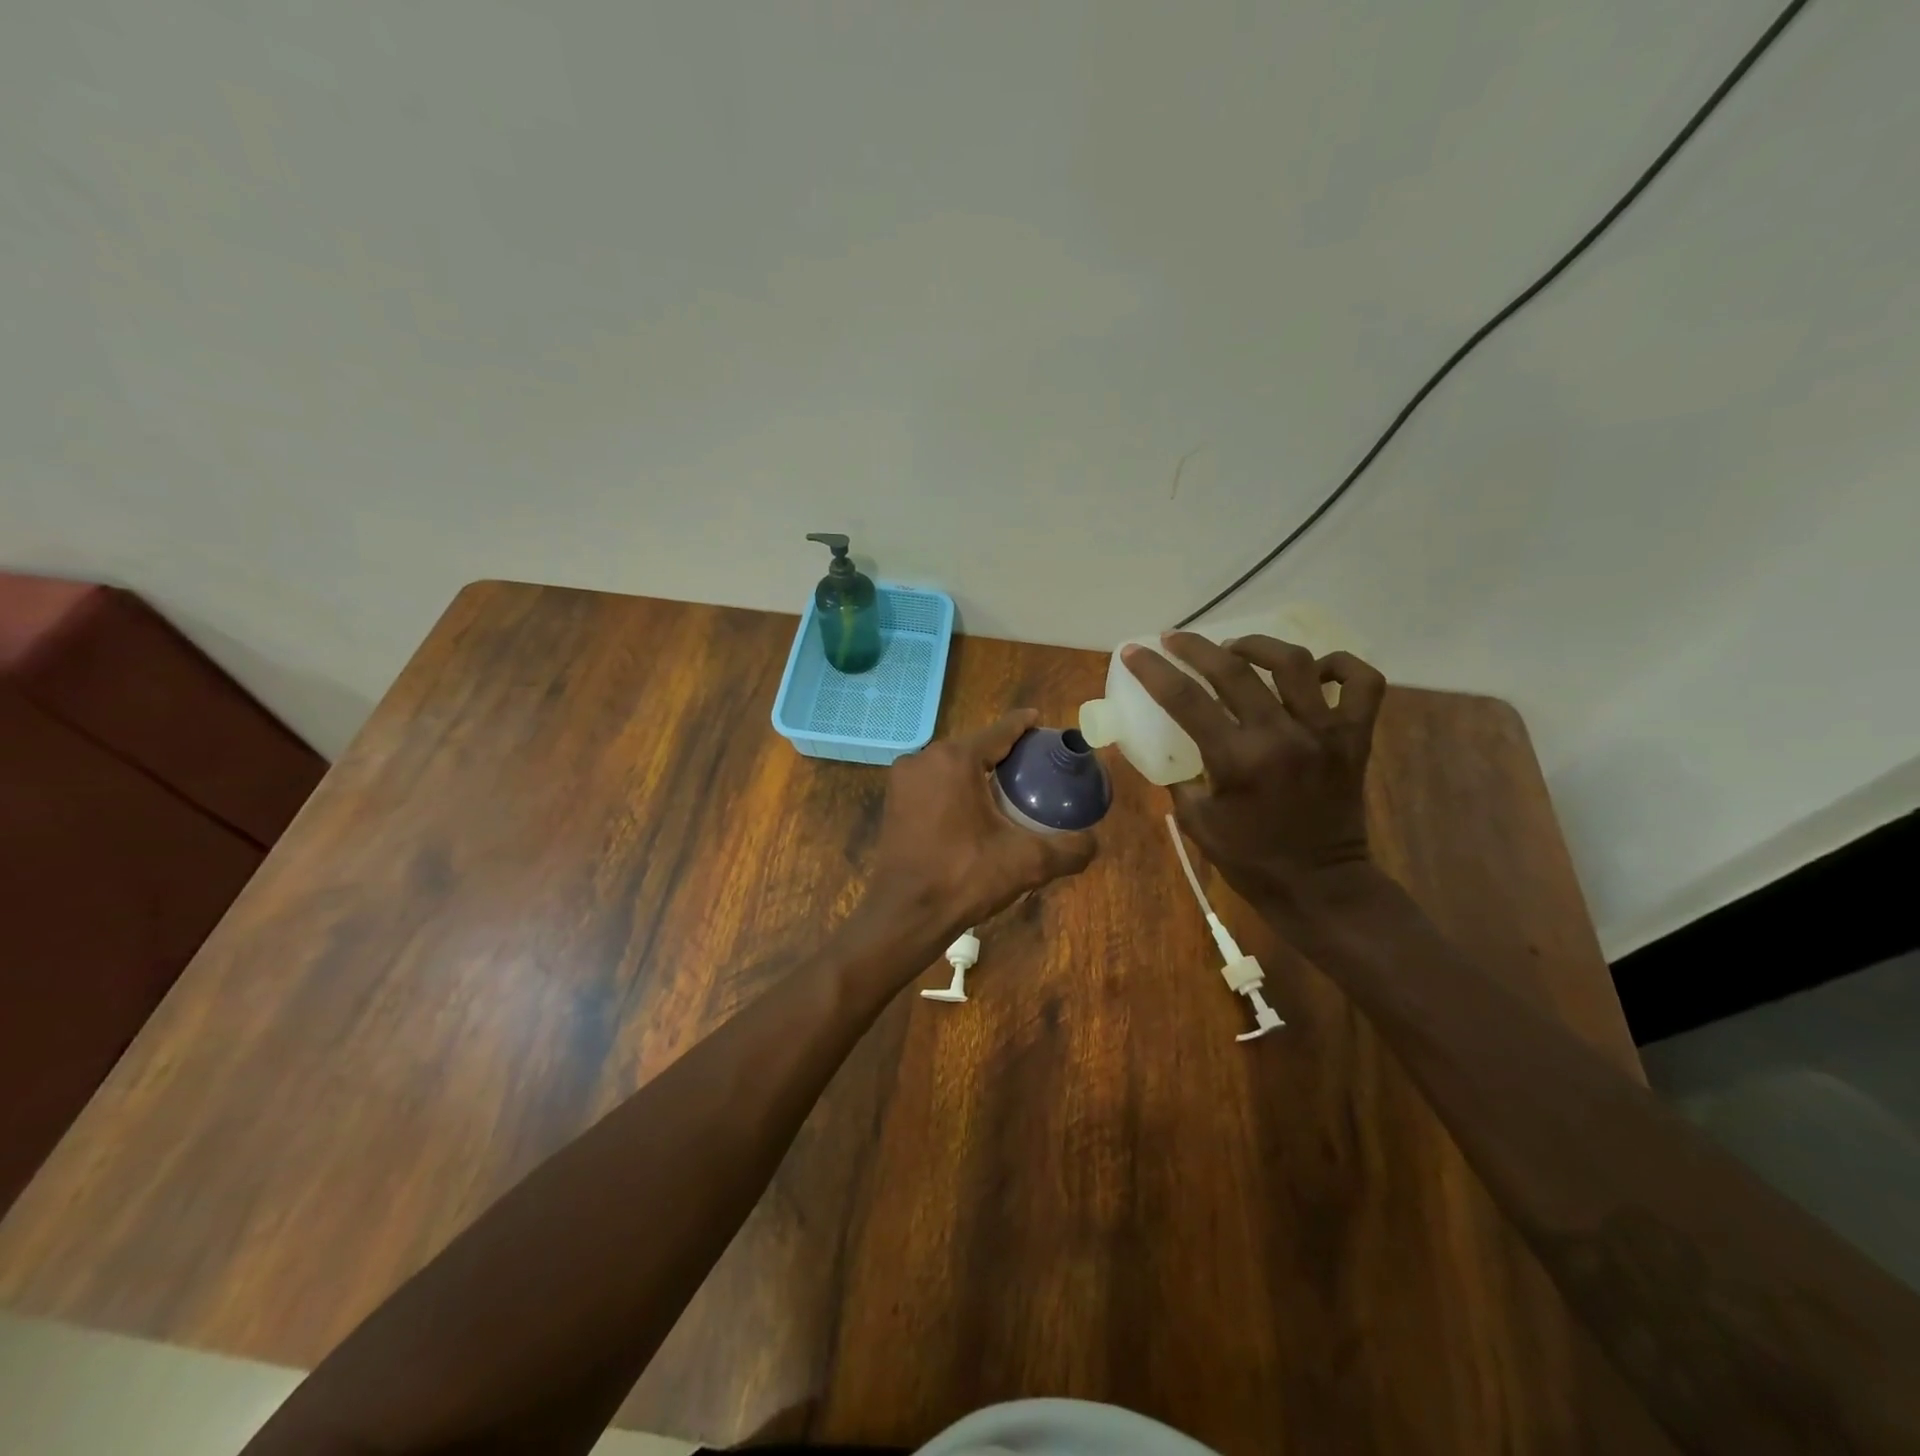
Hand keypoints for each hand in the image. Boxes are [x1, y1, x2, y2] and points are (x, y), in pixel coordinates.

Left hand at [859, 710, 1096, 942]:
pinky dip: (953, 788)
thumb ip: (1068, 849)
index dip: (1024, 725)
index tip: (1042, 723)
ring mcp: (902, 780)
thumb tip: (1094, 842)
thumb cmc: (963, 877)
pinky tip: (972, 808)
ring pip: (950, 765)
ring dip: (975, 771)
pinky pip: (932, 783)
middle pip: (973, 746)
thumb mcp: (1026, 862)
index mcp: (955, 759)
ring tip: (1005, 786)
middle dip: (1001, 752)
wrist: (904, 914)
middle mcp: (924, 759)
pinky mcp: (892, 802)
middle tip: (1032, 765)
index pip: (999, 732)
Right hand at [1122, 634, 1386, 915]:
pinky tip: (1313, 670)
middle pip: (1233, 670)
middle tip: (1176, 640)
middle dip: (1196, 647)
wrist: (1320, 886)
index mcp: (1237, 760)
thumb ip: (1180, 777)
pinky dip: (1340, 666)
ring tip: (1237, 649)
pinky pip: (1361, 684)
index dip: (1153, 670)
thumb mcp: (1196, 821)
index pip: (1184, 699)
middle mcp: (1281, 736)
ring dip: (1259, 646)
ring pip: (1296, 662)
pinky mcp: (1355, 739)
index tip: (1134, 651)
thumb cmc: (1250, 859)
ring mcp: (1325, 733)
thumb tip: (1171, 745)